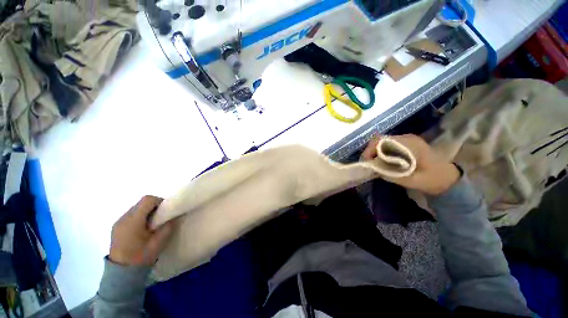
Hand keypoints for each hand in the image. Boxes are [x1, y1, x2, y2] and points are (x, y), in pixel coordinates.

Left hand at [109, 196, 173, 265]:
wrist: (121, 273)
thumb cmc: (141, 257)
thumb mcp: (159, 242)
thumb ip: (168, 227)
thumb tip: (174, 216)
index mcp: (133, 221)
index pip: (147, 200)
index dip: (159, 201)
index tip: (166, 210)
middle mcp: (123, 218)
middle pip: (141, 203)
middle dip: (154, 207)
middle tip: (162, 218)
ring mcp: (118, 223)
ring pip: (136, 208)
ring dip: (147, 212)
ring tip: (153, 224)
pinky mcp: (117, 228)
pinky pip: (131, 216)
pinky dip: (140, 217)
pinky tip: (144, 229)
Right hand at [362, 134, 459, 194]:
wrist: (447, 178)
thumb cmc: (433, 179)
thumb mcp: (412, 181)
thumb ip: (392, 175)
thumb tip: (373, 169)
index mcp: (409, 144)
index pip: (381, 140)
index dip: (370, 150)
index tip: (367, 162)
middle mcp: (406, 138)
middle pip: (379, 140)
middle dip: (370, 152)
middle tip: (368, 165)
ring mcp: (405, 140)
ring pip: (381, 143)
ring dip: (374, 153)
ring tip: (373, 164)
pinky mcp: (404, 144)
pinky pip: (386, 146)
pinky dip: (380, 153)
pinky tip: (381, 162)